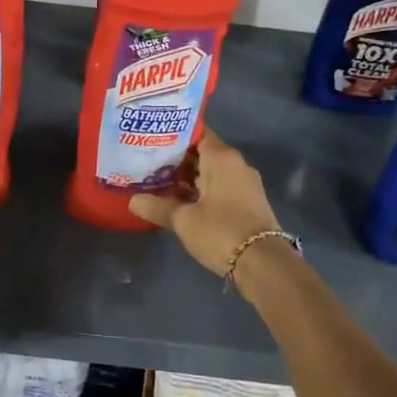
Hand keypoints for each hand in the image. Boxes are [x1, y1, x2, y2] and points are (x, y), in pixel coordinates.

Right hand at [130, 131, 285, 279]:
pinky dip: (200, 189)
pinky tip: (179, 199)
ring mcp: (244, 183)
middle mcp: (236, 164)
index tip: (150, 137)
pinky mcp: (247, 201)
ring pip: (210, 171)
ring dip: (187, 176)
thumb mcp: (183, 220)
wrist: (263, 264)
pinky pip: (219, 186)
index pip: (195, 132)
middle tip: (146, 160)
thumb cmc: (221, 231)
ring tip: (157, 180)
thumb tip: (133, 200)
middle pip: (202, 152)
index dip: (172, 133)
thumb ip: (157, 206)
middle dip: (175, 157)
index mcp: (221, 157)